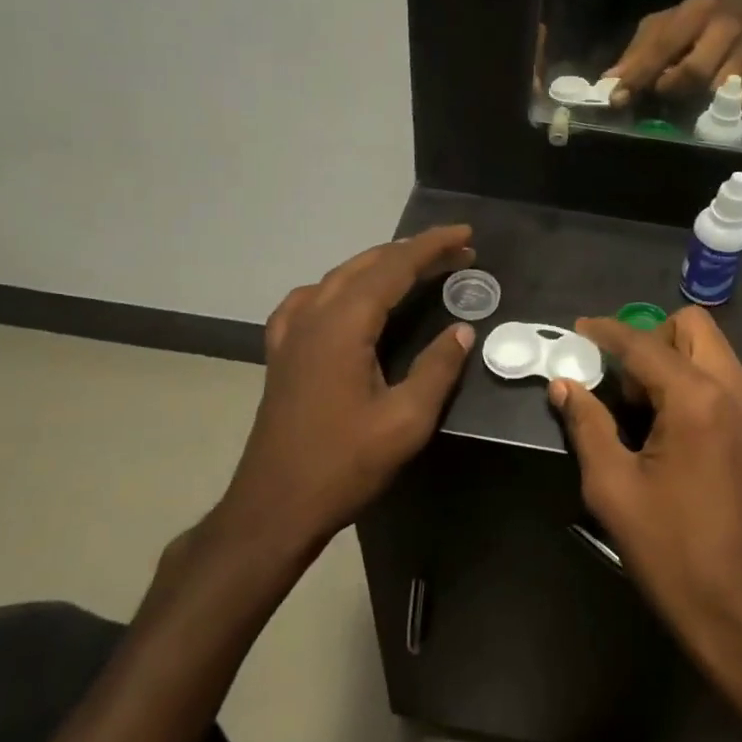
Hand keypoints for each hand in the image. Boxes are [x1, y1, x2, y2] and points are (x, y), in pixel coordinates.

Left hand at [216, 226, 477, 554]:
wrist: (275, 506)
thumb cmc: (344, 464)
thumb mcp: (405, 421)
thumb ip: (437, 369)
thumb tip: (462, 330)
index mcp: (344, 325)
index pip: (394, 267)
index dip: (433, 247)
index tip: (466, 235)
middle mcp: (314, 315)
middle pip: (367, 265)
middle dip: (414, 252)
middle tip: (457, 253)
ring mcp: (291, 332)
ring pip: (340, 277)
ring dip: (381, 265)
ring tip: (416, 267)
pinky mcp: (282, 352)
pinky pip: (312, 299)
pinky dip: (342, 286)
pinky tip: (348, 298)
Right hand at [550, 308, 741, 694]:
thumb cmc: (670, 553)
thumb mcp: (612, 489)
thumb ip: (586, 425)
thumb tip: (564, 385)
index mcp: (697, 400)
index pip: (644, 343)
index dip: (607, 332)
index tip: (582, 330)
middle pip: (696, 328)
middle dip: (655, 340)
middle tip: (627, 385)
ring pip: (722, 360)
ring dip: (684, 370)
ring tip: (658, 422)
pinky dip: (711, 400)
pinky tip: (696, 450)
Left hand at [605, 0, 741, 107]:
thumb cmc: (694, 22)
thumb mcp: (662, 26)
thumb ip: (637, 53)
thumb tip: (609, 81)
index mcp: (693, 13)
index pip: (661, 47)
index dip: (638, 75)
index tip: (618, 98)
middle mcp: (722, 29)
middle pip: (694, 71)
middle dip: (671, 88)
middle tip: (660, 93)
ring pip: (719, 88)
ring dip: (697, 100)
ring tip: (685, 100)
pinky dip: (726, 106)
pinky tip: (713, 106)